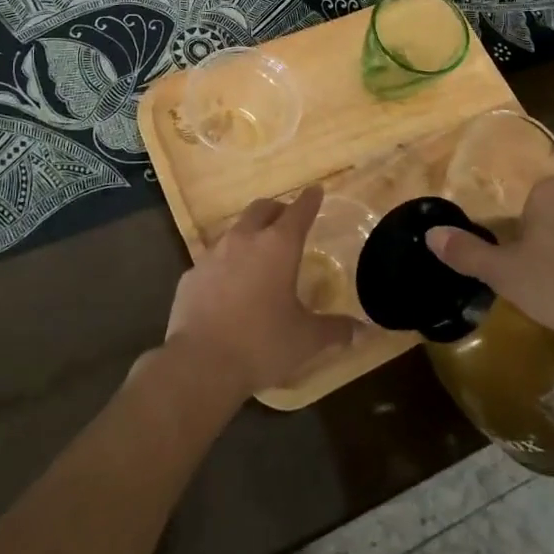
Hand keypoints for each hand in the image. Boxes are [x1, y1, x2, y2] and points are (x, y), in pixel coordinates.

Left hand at [163, 185, 353, 398]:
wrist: (200, 363)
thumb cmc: (261, 344)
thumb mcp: (306, 339)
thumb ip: (335, 330)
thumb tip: (362, 331)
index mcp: (278, 246)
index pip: (299, 211)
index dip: (310, 200)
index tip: (315, 190)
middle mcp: (245, 239)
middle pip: (262, 208)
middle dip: (277, 210)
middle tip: (287, 221)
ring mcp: (213, 254)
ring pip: (235, 231)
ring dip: (250, 236)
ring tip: (258, 256)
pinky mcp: (191, 274)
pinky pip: (213, 261)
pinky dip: (225, 266)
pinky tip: (228, 288)